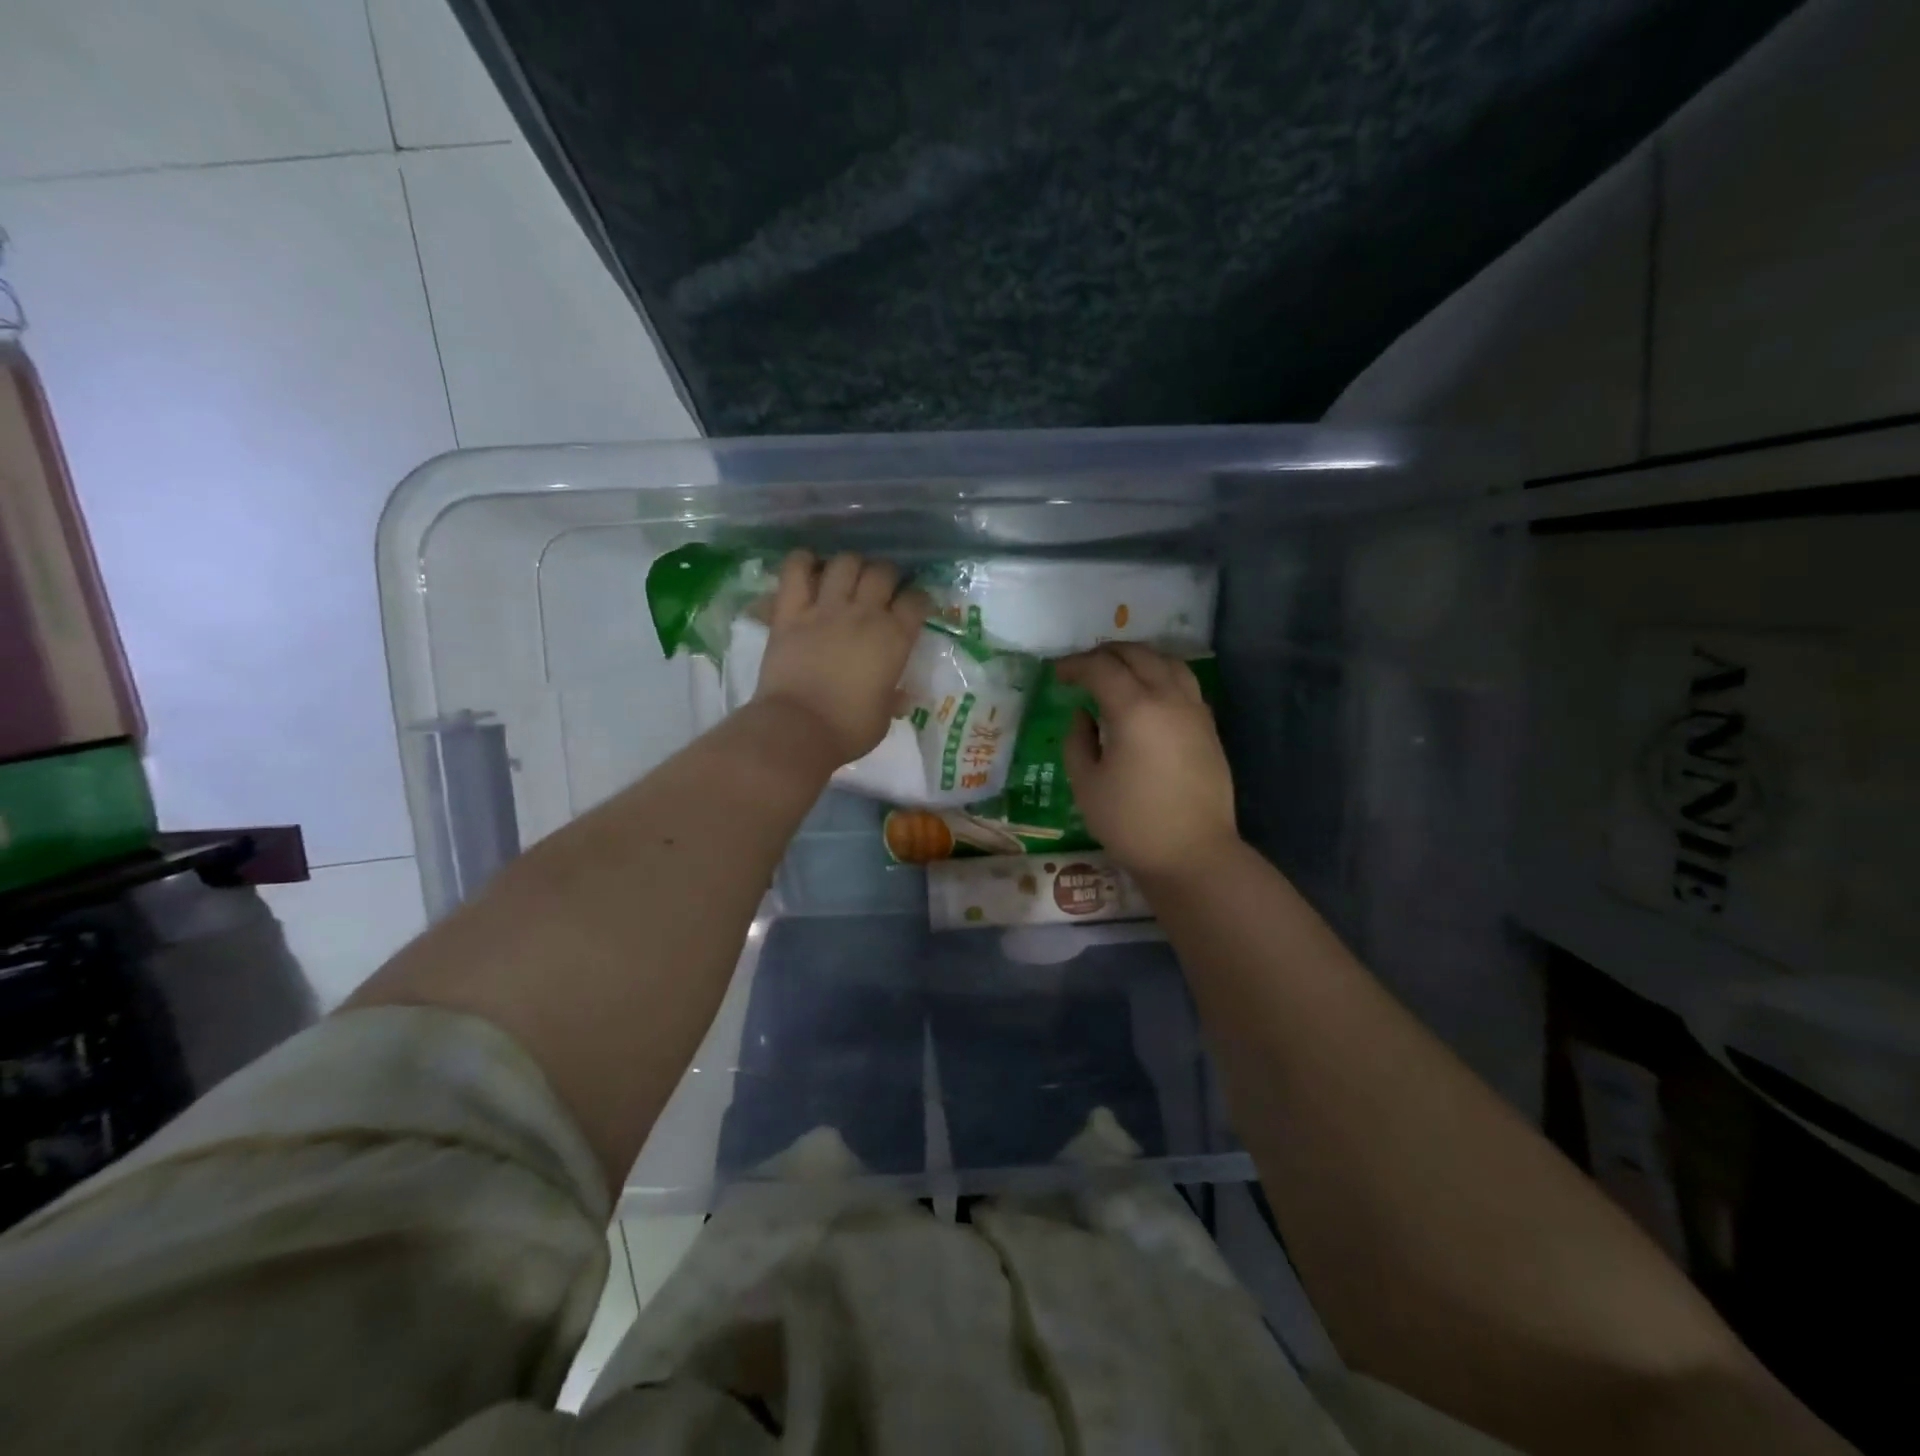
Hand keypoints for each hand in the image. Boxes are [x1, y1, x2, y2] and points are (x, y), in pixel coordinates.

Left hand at [754, 550, 927, 767]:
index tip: (913, 606)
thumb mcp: (884, 717)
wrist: (798, 729)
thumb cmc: (848, 730)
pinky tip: (809, 567)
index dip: (918, 599)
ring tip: (848, 577)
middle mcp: (864, 614)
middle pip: (883, 572)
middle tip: (881, 590)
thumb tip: (900, 696)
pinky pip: (795, 570)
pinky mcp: (790, 612)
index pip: (916, 600)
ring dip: (850, 565)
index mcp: (894, 638)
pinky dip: (803, 562)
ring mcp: (825, 609)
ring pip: (845, 563)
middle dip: (887, 576)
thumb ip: (892, 697)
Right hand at [1055, 644, 1237, 880]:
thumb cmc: (1131, 823)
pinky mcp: (1209, 728)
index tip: (1056, 673)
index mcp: (1134, 710)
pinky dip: (1162, 675)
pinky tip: (1149, 693)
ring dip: (1138, 658)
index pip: (1100, 669)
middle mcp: (1168, 699)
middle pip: (1137, 655)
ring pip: (1168, 663)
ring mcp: (1194, 711)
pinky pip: (1184, 684)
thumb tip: (1083, 715)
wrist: (1193, 854)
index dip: (1074, 665)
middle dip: (1106, 654)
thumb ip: (1078, 741)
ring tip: (1118, 670)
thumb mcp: (1086, 784)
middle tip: (1082, 667)